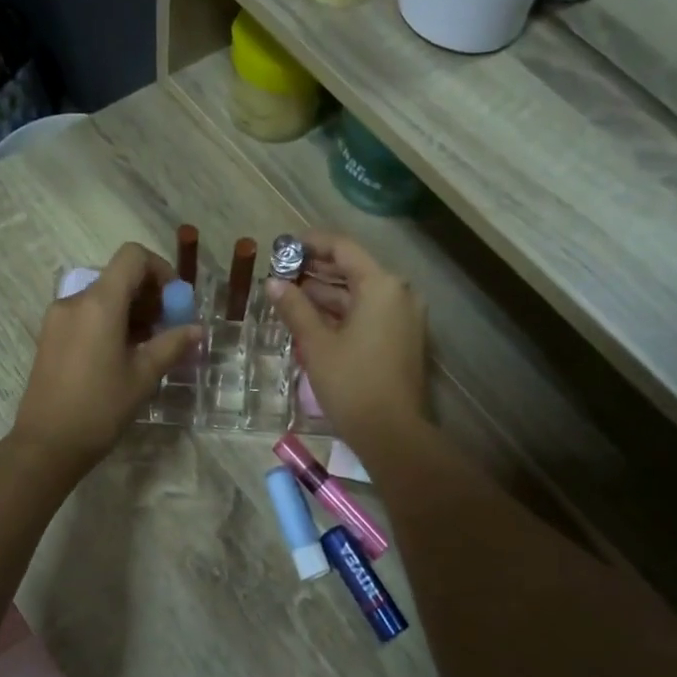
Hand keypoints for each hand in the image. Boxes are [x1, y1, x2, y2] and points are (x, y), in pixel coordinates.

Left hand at [12, 243, 201, 476]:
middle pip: (117, 276)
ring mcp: (57, 317)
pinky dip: (109, 321)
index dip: (160, 269)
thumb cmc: (100, 408)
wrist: (47, 444)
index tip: (175, 301)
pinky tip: (121, 354)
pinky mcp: (50, 336)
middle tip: (168, 327)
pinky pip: (86, 314)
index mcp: (99, 303)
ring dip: (130, 310)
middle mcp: (74, 300)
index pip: (132, 257)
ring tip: (147, 345)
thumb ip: (172, 345)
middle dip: (148, 294)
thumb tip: (197, 329)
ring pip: (102, 296)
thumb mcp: (143, 376)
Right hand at [263, 232, 427, 449]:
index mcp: (381, 285)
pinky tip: (312, 319)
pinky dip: (342, 312)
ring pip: (360, 294)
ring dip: (326, 293)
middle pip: (353, 270)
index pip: (343, 249)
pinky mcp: (402, 339)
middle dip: (316, 270)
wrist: (392, 433)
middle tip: (281, 272)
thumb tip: (272, 283)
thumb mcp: (316, 343)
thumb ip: (294, 308)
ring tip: (289, 296)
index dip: (311, 244)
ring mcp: (403, 317)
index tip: (283, 246)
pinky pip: (369, 314)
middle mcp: (398, 294)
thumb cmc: (351, 383)